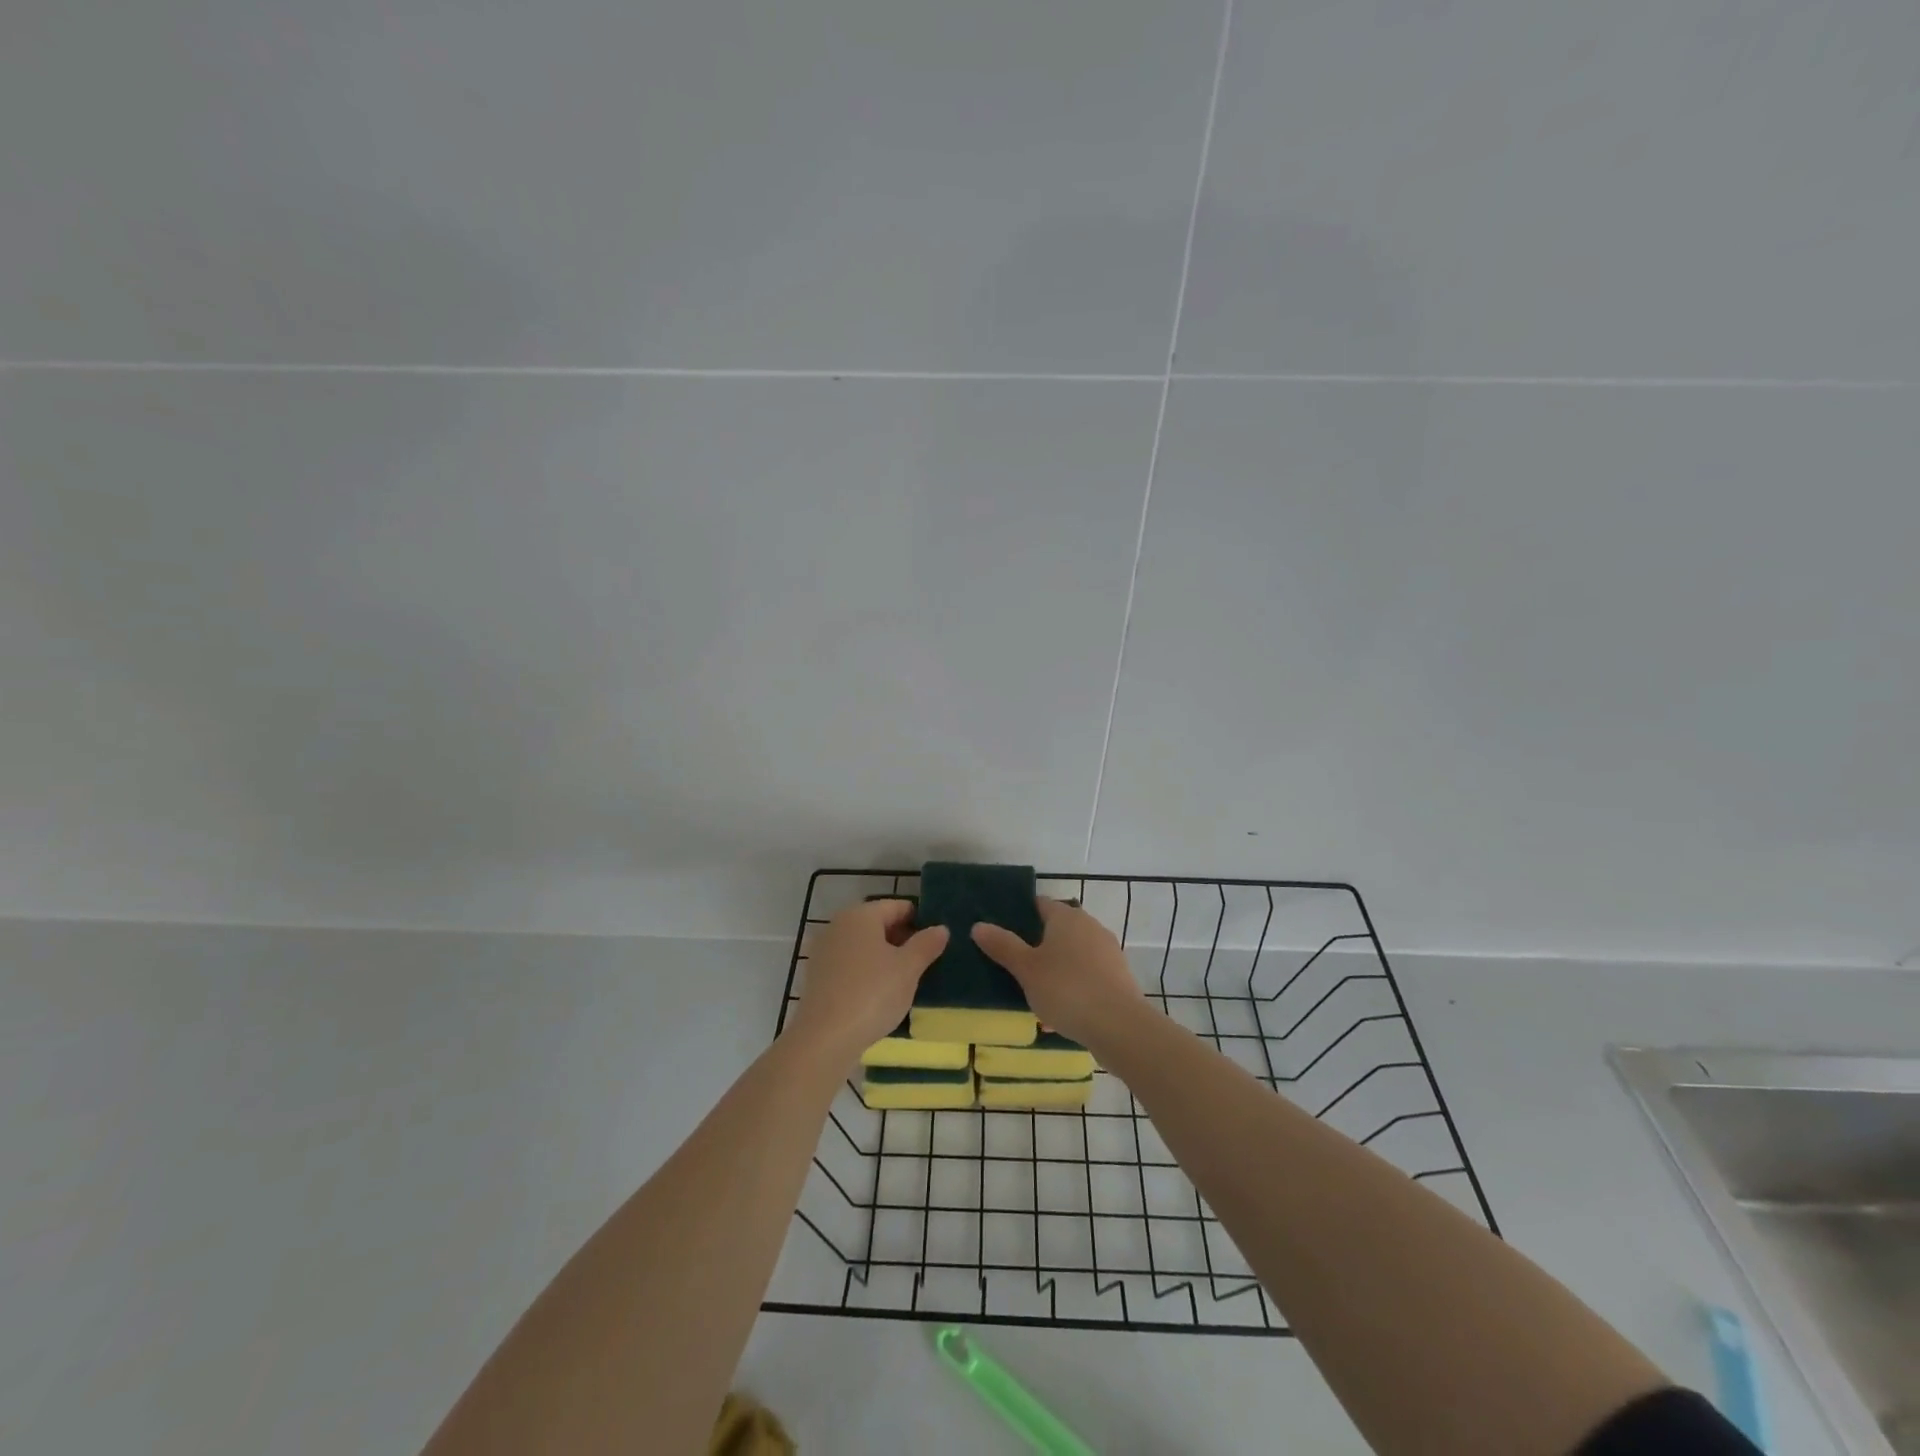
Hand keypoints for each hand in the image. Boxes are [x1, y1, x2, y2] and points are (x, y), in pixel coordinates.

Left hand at [785, 899, 948, 1068]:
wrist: (825, 1038)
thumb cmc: (872, 994)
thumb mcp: (908, 968)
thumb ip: (926, 944)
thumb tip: (940, 928)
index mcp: (860, 915)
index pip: (897, 906)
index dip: (920, 920)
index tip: (937, 940)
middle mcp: (838, 925)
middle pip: (878, 924)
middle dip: (902, 939)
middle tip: (926, 961)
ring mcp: (824, 950)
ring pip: (863, 945)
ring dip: (885, 956)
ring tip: (907, 979)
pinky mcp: (817, 976)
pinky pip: (850, 964)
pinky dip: (867, 971)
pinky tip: (880, 993)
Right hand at [972, 899, 1148, 1049]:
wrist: (1119, 1026)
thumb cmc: (1066, 989)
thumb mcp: (1026, 969)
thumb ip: (1003, 946)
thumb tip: (979, 925)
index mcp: (1066, 917)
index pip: (1039, 904)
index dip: (1019, 914)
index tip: (1000, 931)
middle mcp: (1090, 925)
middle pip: (1057, 928)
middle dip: (1037, 943)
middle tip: (1014, 962)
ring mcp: (1107, 950)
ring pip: (1073, 952)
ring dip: (1056, 965)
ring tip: (1034, 988)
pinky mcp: (1118, 975)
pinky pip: (1087, 973)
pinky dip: (1073, 983)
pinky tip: (1061, 1007)